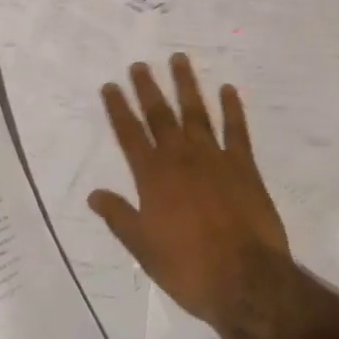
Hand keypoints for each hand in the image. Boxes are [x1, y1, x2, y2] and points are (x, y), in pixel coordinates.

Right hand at [89, 54, 292, 336]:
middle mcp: (180, 158)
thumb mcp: (143, 248)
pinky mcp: (243, 165)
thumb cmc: (188, 268)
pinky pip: (236, 129)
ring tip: (179, 59)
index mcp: (153, 177)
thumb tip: (94, 194)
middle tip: (139, 64)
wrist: (244, 279)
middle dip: (147, 88)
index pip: (130, 134)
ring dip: (186, 85)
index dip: (118, 109)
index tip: (110, 85)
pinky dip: (232, 108)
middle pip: (160, 115)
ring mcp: (213, 157)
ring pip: (196, 112)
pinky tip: (228, 89)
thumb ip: (119, 217)